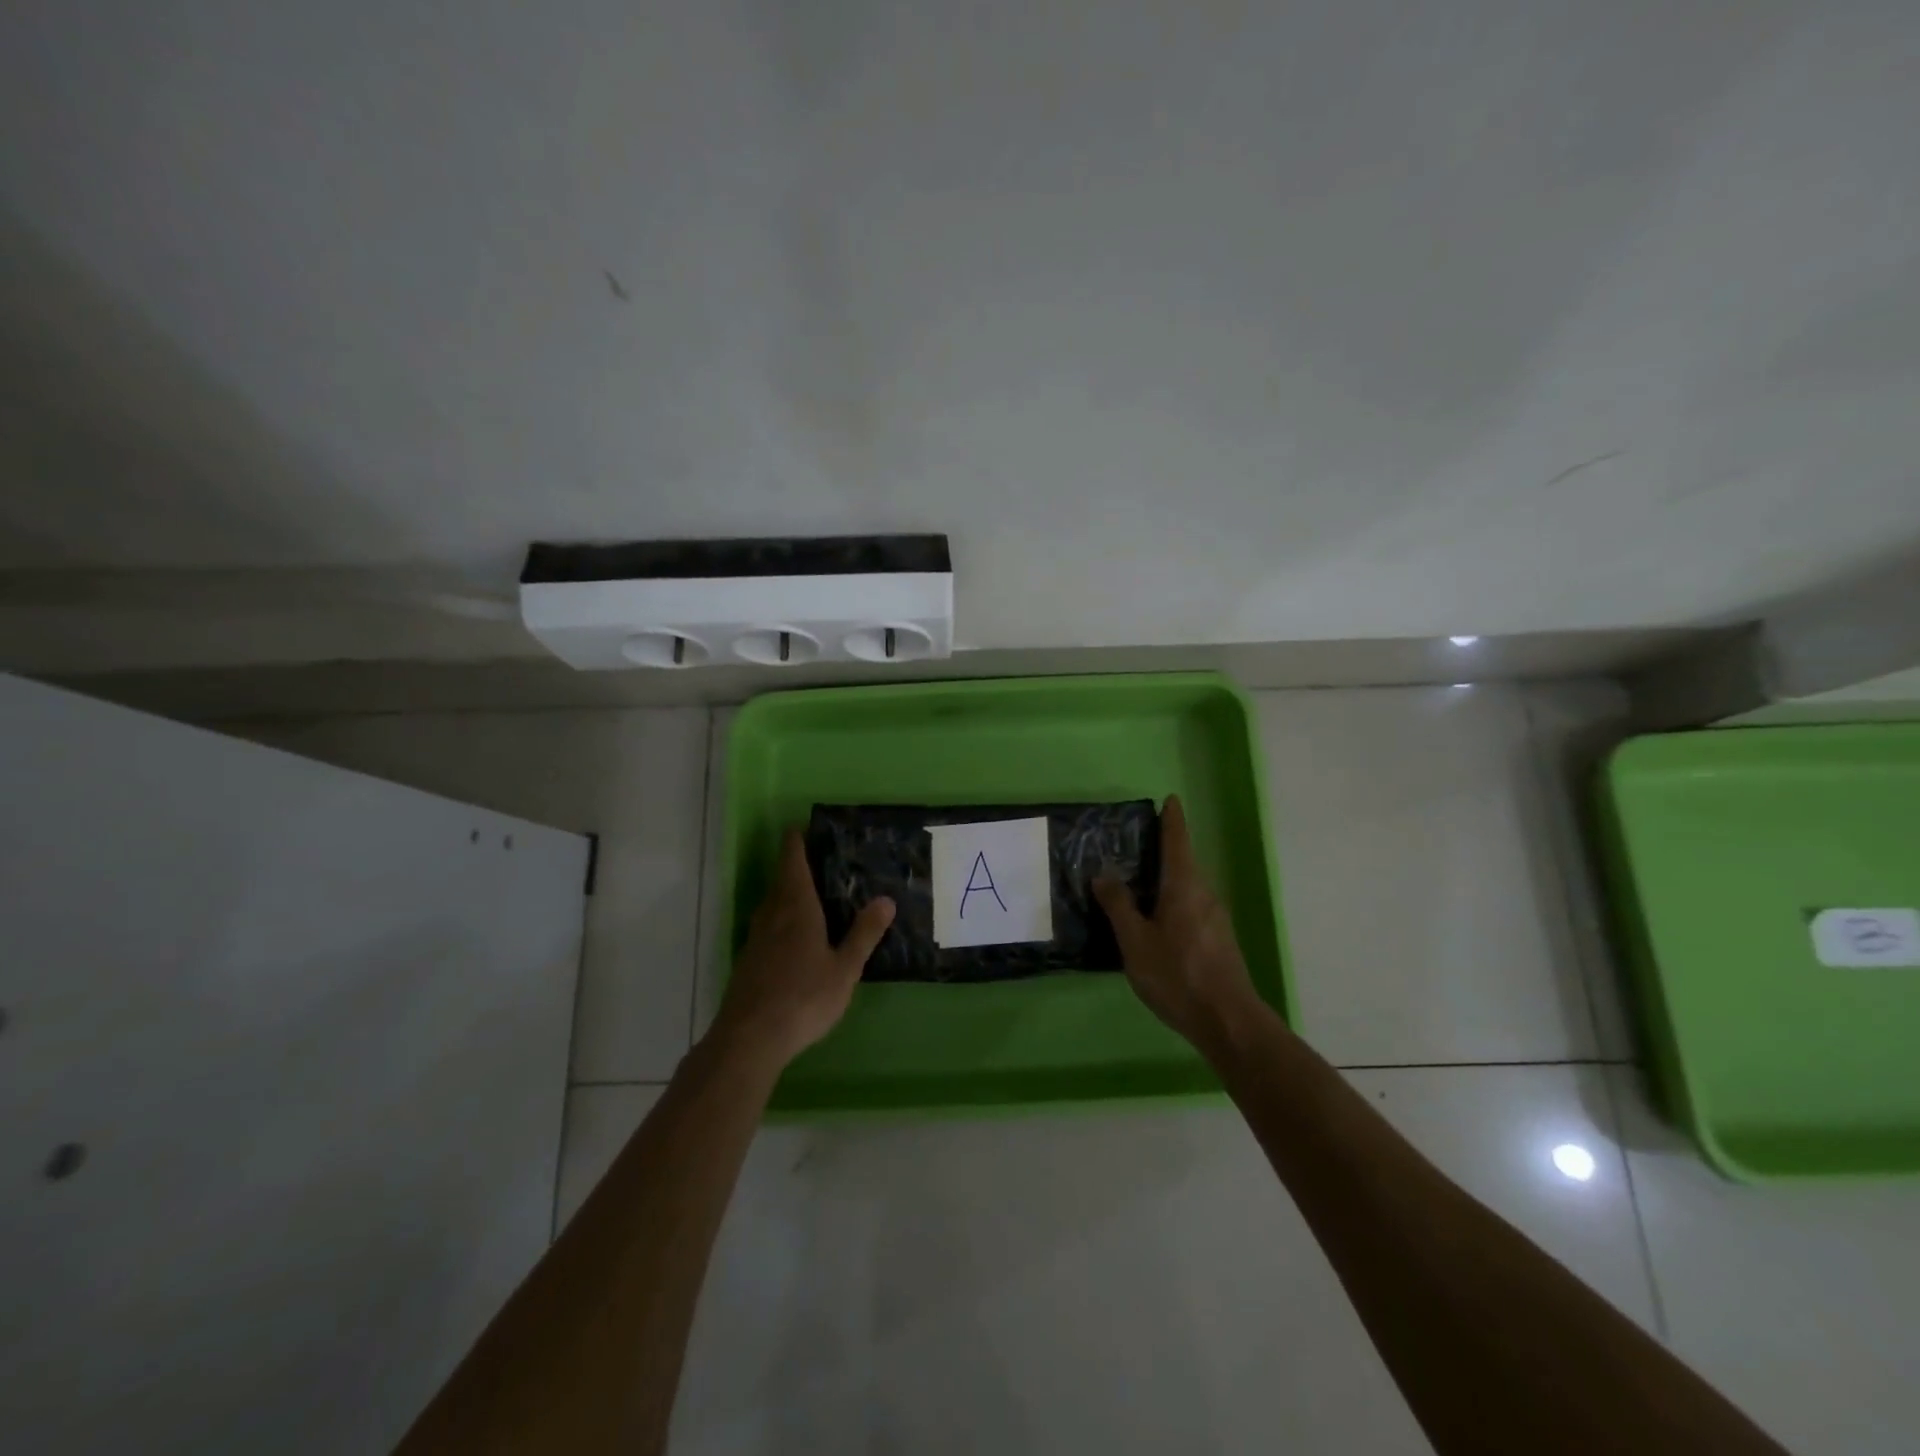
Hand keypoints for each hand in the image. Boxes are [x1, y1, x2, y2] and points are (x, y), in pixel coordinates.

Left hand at [714, 827, 895, 1066]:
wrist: (749, 1038)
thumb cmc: (803, 997)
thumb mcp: (844, 968)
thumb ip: (864, 934)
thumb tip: (886, 899)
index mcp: (796, 907)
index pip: (792, 860)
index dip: (797, 840)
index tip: (807, 827)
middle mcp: (772, 914)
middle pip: (781, 879)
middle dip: (797, 865)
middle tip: (823, 860)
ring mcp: (756, 938)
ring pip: (772, 903)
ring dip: (788, 892)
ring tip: (813, 894)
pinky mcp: (748, 960)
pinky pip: (767, 925)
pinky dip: (782, 918)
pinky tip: (795, 936)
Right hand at [1094, 795, 1263, 1055]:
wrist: (1228, 1021)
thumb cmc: (1177, 974)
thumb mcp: (1135, 941)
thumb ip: (1119, 906)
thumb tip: (1104, 874)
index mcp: (1184, 886)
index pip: (1177, 841)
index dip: (1172, 820)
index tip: (1170, 799)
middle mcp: (1204, 894)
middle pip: (1183, 863)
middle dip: (1163, 851)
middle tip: (1135, 845)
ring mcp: (1215, 919)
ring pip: (1187, 888)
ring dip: (1166, 880)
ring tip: (1138, 884)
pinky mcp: (1218, 940)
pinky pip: (1191, 908)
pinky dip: (1172, 902)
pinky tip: (1155, 922)